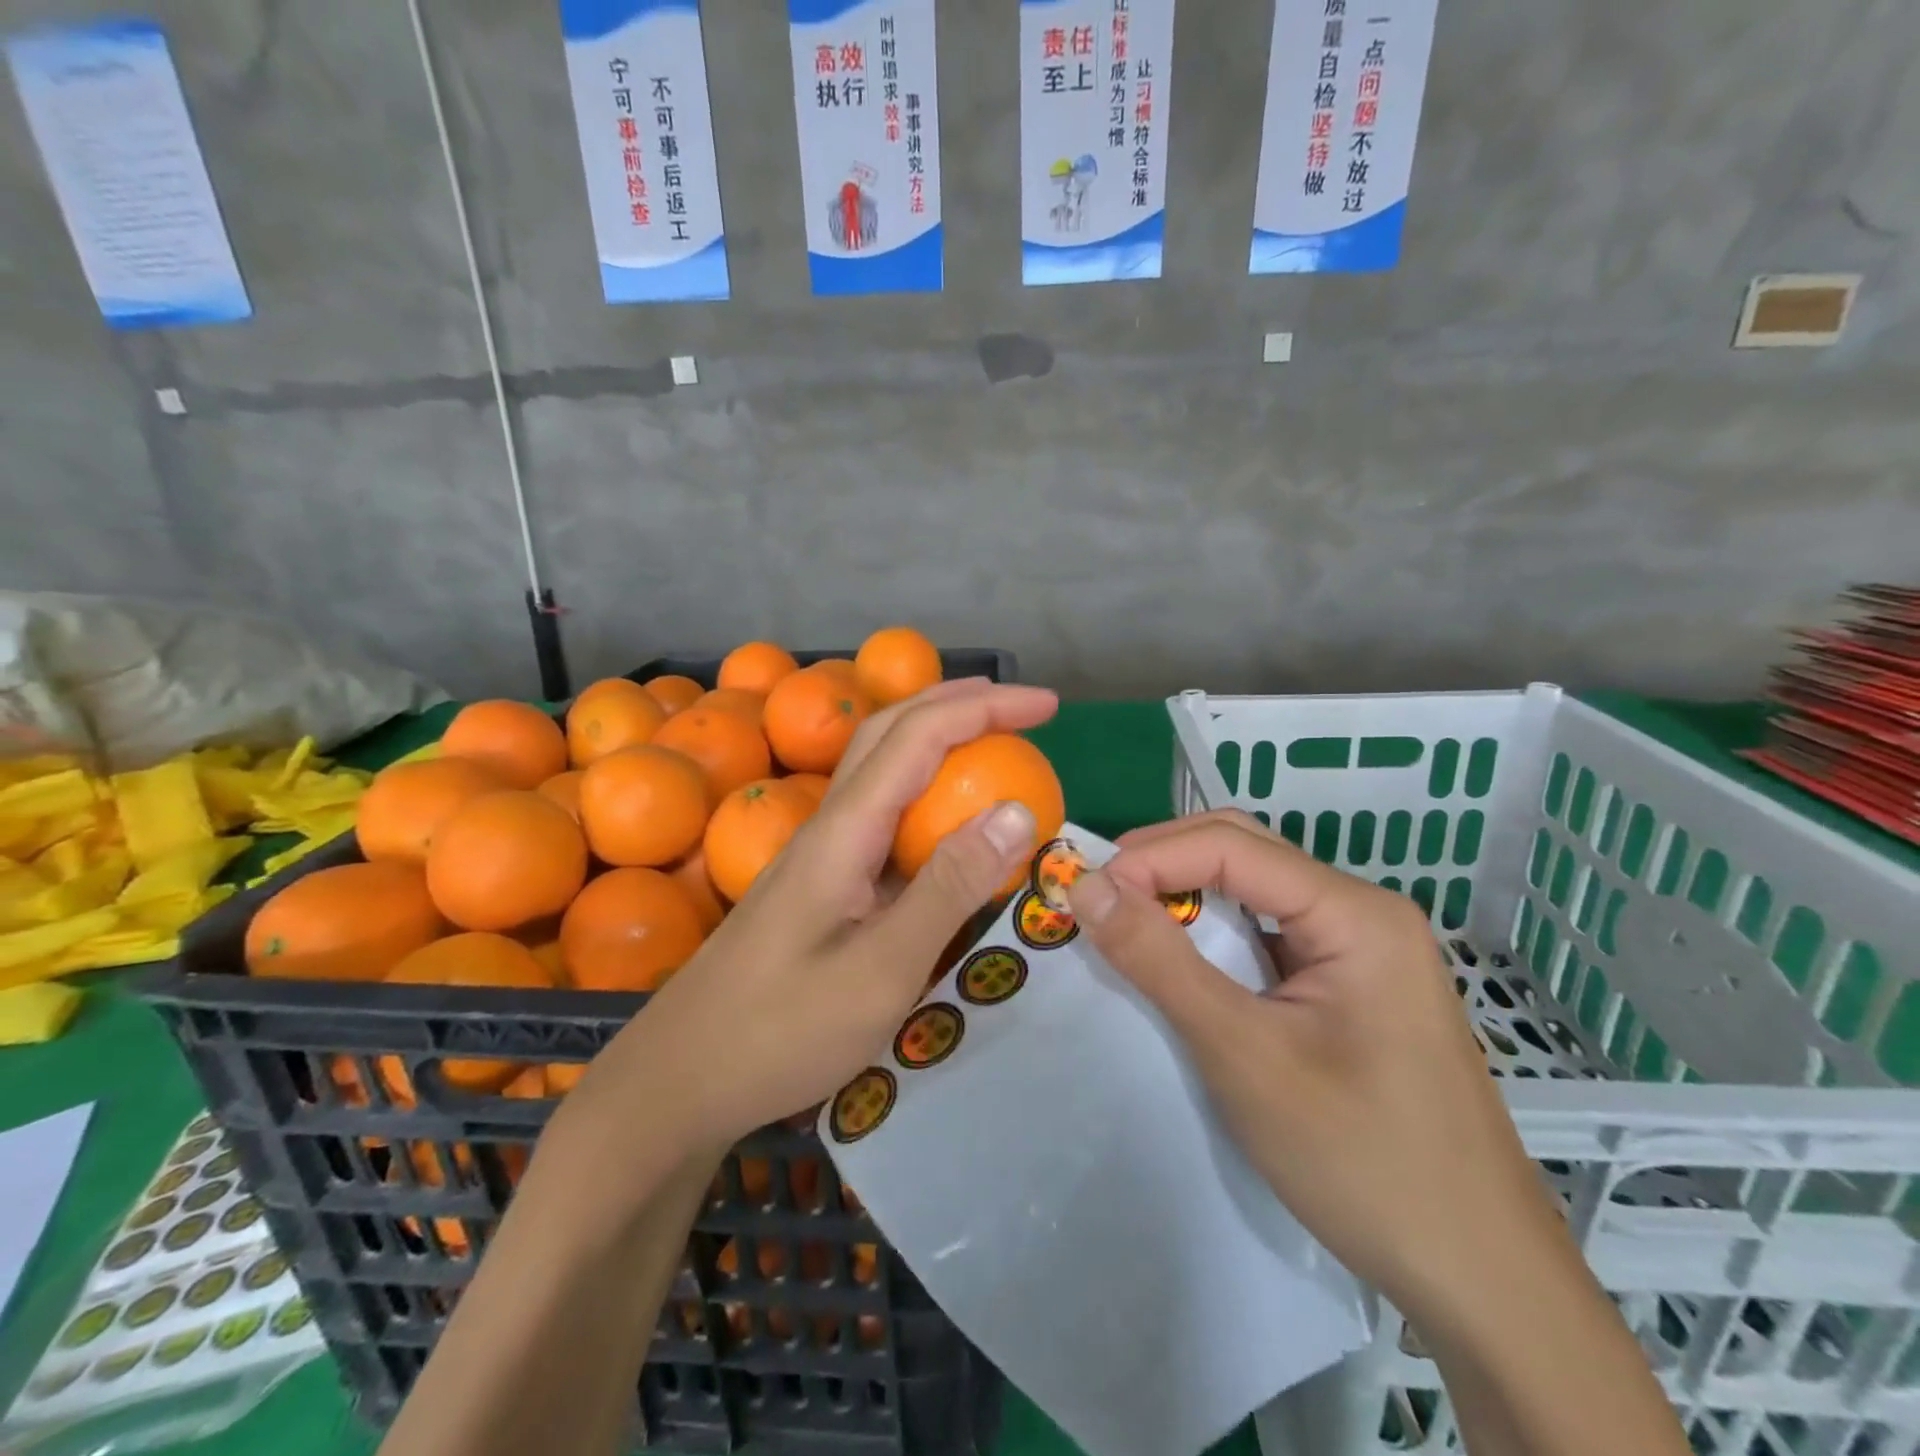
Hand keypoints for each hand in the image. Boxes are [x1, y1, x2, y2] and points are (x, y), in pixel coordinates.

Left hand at [583, 679, 1058, 1153]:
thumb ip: (949, 887)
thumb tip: (1015, 811)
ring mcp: (821, 851)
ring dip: (937, 737)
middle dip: (959, 703)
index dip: (986, 708)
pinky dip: (925, 793)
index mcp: (845, 829)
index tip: (1047, 705)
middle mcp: (830, 823)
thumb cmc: (781, 1030)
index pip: (920, 736)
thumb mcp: (882, 969)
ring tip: (991, 742)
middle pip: (891, 730)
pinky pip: (881, 814)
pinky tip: (946, 823)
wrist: (682, 1079)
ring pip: (881, 766)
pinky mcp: (821, 881)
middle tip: (1021, 708)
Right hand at [1064, 810, 1569, 1320]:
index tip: (1085, 892)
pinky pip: (1268, 934)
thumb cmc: (1363, 1161)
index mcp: (1355, 912)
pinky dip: (1213, 936)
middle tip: (1099, 898)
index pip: (1231, 846)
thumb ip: (1159, 962)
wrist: (1482, 1281)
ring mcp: (1361, 950)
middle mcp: (1362, 913)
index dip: (1150, 858)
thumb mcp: (1243, 1055)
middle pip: (1245, 852)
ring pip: (1254, 891)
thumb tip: (1086, 886)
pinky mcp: (1350, 987)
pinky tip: (1180, 962)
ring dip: (1185, 897)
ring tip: (1125, 923)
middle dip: (1164, 863)